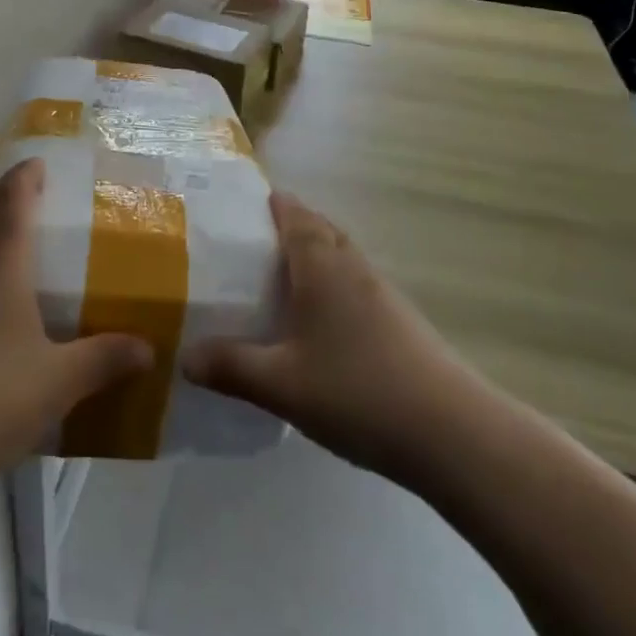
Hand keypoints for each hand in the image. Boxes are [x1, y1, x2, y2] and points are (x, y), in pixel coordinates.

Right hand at [183, 194, 471, 485]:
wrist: (450, 431)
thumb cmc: (356, 391)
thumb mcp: (281, 384)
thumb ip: (231, 367)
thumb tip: (185, 358)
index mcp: (322, 266)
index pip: (296, 215)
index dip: (273, 204)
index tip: (245, 204)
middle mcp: (353, 267)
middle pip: (322, 229)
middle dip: (292, 226)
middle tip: (255, 243)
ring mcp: (383, 293)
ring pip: (342, 257)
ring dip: (315, 256)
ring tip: (282, 280)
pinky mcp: (400, 321)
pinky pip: (356, 285)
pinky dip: (333, 285)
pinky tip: (320, 323)